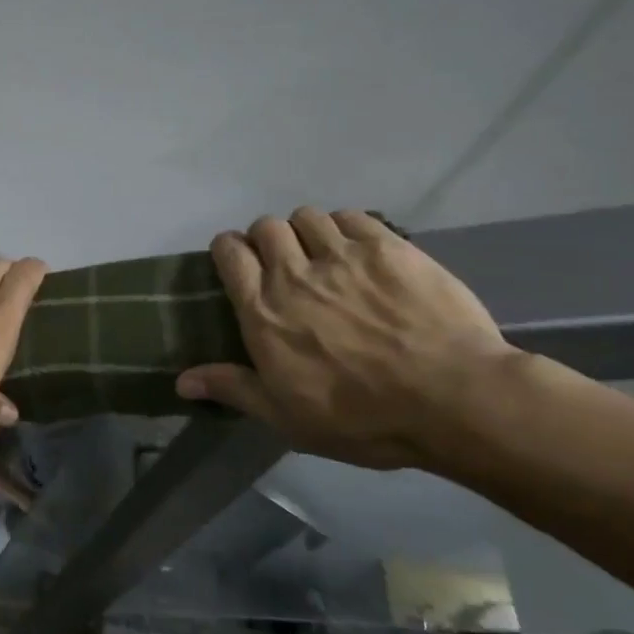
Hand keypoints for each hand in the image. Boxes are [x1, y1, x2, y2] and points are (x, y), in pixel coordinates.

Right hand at [176, 208, 514, 469]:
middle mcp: (294, 273)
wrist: (453, 400)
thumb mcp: (287, 417)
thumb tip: (180, 381)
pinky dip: (346, 226)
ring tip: (322, 253)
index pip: (229, 253)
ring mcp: (343, 256)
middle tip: (283, 263)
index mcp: (263, 311)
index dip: (228, 250)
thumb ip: (233, 389)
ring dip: (306, 231)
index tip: (237, 263)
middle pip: (266, 226)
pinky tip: (358, 249)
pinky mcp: (389, 248)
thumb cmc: (361, 416)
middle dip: (266, 239)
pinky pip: (352, 216)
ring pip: (307, 216)